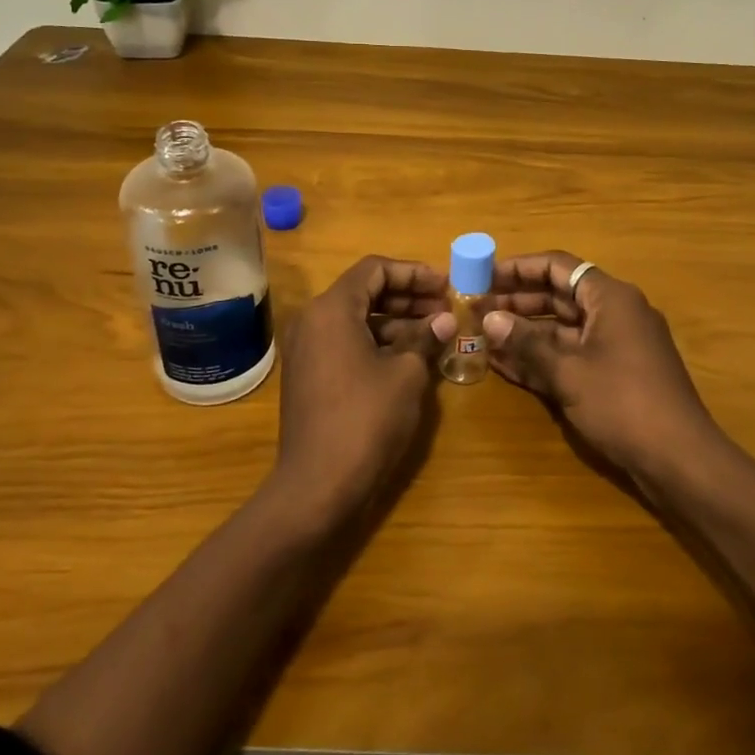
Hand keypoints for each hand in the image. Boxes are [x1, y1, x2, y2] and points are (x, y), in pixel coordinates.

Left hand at [274, 255, 444, 513]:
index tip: (445, 286)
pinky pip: (347, 343)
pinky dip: (378, 343)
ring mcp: (307, 349)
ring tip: (437, 332)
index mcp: (331, 309)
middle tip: (446, 308)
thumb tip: (444, 319)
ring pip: (357, 319)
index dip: (413, 273)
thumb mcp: (406, 374)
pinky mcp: (310, 375)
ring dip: (396, 321)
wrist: (317, 486)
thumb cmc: (365, 419)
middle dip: (408, 297)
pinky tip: (411, 357)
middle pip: (365, 291)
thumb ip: (425, 337)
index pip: (375, 269)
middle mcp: (312, 320)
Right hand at [441, 251, 723, 482]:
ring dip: (524, 331)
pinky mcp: (614, 374)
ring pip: (562, 327)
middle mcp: (614, 313)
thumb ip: (526, 343)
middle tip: (475, 308)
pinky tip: (504, 364)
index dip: (518, 268)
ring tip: (481, 334)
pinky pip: (571, 355)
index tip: (483, 275)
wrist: (680, 459)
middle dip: (516, 301)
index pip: (558, 266)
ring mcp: (615, 345)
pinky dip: (541, 357)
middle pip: (558, 295)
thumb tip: (489, 319)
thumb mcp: (568, 372)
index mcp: (610, 297)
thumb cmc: (623, 403)